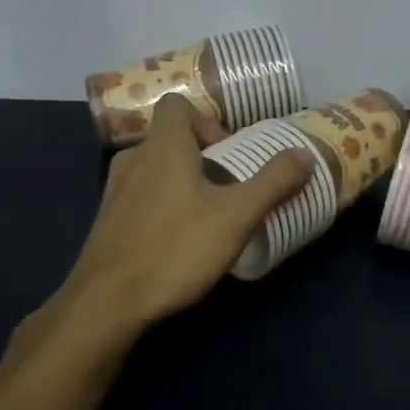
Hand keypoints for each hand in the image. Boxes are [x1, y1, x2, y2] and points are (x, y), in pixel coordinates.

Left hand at [55, 93, 314, 335]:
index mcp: (163, 147)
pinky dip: (163, 205)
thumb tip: (304, 153)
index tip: (229, 152)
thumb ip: (273, 182)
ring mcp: (114, 192)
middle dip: (203, 156)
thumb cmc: (175, 248)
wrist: (106, 304)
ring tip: (209, 214)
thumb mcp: (237, 216)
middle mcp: (134, 159)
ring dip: (183, 182)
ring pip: (155, 169)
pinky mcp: (107, 222)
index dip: (207, 120)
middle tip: (229, 187)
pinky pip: (141, 196)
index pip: (177, 104)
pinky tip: (181, 240)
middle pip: (170, 138)